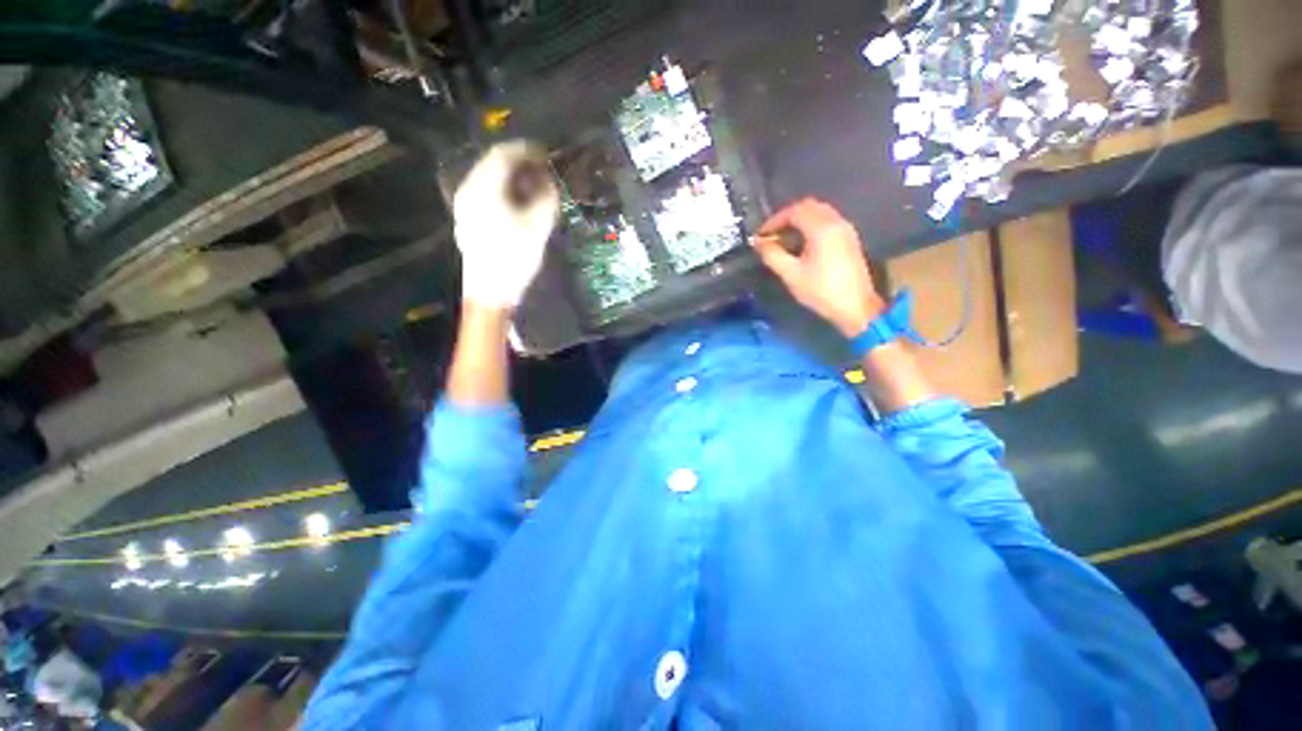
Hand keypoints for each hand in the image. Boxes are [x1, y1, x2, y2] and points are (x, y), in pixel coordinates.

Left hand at [453, 140, 559, 308]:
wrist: (490, 292)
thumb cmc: (514, 259)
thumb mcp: (537, 228)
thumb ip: (546, 199)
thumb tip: (550, 182)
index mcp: (484, 189)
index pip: (503, 155)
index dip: (526, 150)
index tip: (546, 154)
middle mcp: (468, 190)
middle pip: (492, 164)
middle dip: (519, 162)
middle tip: (542, 169)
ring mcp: (464, 205)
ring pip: (488, 178)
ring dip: (510, 177)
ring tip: (533, 185)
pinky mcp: (467, 219)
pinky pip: (485, 193)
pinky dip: (502, 190)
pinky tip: (517, 202)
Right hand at [751, 198, 884, 336]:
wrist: (855, 307)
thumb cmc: (821, 291)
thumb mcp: (791, 275)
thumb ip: (772, 255)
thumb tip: (758, 242)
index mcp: (822, 228)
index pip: (795, 211)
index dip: (774, 220)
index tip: (761, 236)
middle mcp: (836, 222)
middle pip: (809, 207)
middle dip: (787, 217)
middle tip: (772, 235)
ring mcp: (846, 229)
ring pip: (819, 213)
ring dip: (799, 221)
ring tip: (784, 240)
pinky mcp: (849, 239)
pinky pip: (827, 222)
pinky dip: (811, 226)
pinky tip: (801, 245)